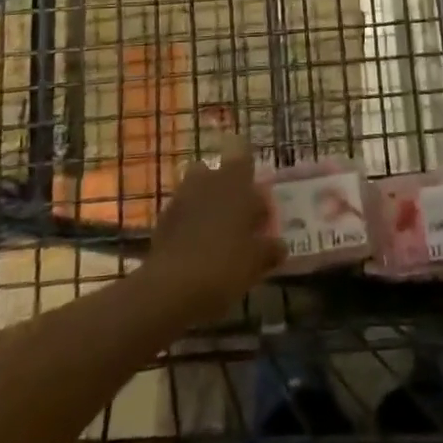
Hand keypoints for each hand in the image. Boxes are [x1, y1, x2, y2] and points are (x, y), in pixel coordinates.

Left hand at [144, 140, 285, 322]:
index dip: (250, 169)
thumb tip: (280, 245)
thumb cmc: (224, 265)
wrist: (170, 289)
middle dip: (227, 187)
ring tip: (218, 234)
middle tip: (239, 215)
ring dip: (207, 204)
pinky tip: (197, 249)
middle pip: (218, 171)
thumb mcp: (257, 262)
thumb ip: (270, 249)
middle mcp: (208, 180)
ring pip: (198, 190)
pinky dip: (190, 223)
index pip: (244, 154)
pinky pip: (182, 212)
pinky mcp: (162, 220)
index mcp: (236, 181)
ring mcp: (181, 198)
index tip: (257, 193)